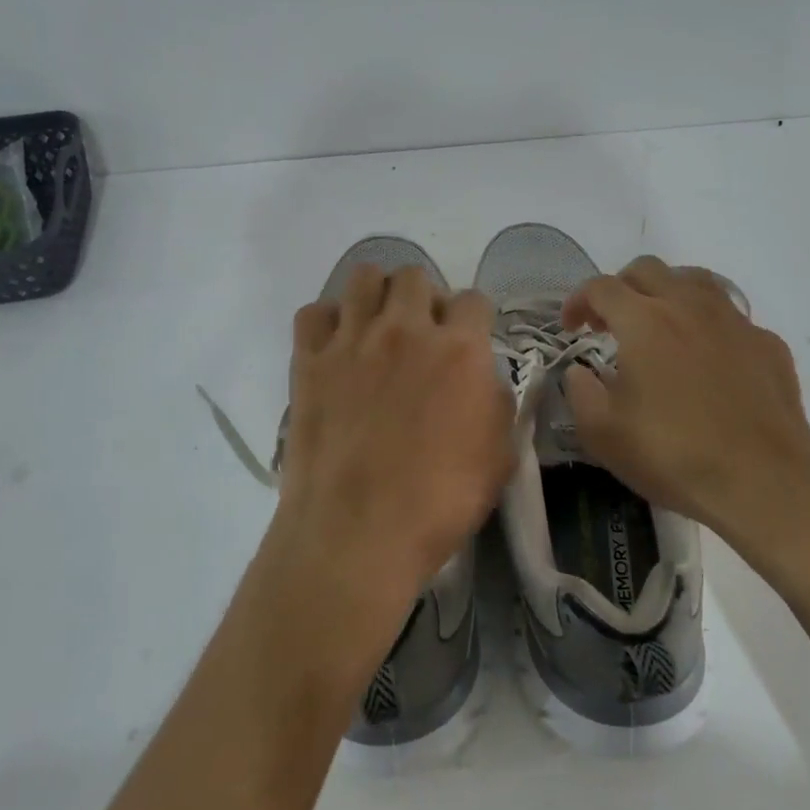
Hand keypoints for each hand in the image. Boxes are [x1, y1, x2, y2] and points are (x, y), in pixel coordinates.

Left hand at [270, 264, 513, 658]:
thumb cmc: (438, 502)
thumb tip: (481, 378)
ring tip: (378, 326)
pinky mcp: (310, 359)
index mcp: (458, 349)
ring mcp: (352, 340)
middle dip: (425, 297)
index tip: (468, 341)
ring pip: (364, 277)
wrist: (357, 533)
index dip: (474, 319)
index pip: (474, 300)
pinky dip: (327, 321)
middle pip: (415, 276)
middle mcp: (405, 329)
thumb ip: (497, 402)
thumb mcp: (499, 456)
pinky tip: (336, 346)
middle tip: (421, 333)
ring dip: (377, 294)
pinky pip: (314, 312)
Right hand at [561, 256, 809, 587]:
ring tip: (659, 326)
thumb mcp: (602, 434)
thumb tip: (579, 372)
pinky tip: (708, 359)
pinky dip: (708, 325)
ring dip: (666, 293)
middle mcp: (688, 306)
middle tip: (611, 323)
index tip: (572, 327)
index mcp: (643, 321)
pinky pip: (730, 317)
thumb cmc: (673, 456)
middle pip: (647, 269)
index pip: (601, 287)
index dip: (578, 301)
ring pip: (694, 280)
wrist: (764, 484)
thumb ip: (580, 392)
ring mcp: (734, 321)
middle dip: (620, 287)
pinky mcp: (767, 344)